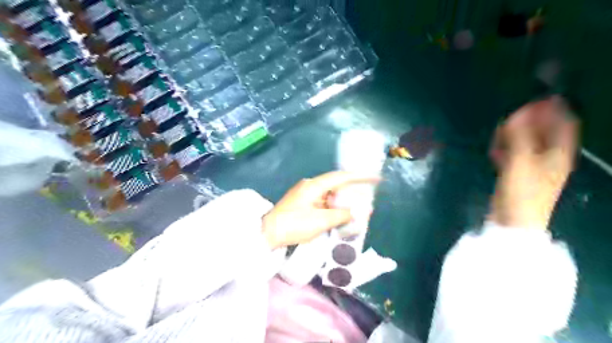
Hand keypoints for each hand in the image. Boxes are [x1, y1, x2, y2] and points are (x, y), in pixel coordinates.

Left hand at [262, 171, 380, 249]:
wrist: (267, 233)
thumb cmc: (293, 225)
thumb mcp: (320, 221)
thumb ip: (342, 215)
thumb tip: (359, 212)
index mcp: (314, 186)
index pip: (340, 177)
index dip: (359, 176)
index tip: (374, 177)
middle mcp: (310, 186)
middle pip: (336, 185)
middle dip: (352, 191)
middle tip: (367, 198)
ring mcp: (306, 194)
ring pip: (330, 194)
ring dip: (343, 201)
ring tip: (358, 208)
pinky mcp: (303, 203)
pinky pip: (323, 201)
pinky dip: (334, 207)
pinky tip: (341, 214)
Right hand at [489, 95, 578, 230]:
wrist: (513, 220)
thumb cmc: (522, 191)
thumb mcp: (520, 162)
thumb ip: (519, 137)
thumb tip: (517, 115)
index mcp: (558, 154)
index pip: (563, 125)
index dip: (553, 111)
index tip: (538, 99)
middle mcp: (548, 158)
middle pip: (543, 133)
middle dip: (530, 122)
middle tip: (513, 114)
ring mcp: (532, 167)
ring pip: (527, 144)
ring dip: (515, 135)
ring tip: (501, 130)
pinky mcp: (517, 175)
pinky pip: (514, 155)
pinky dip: (506, 149)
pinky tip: (495, 149)